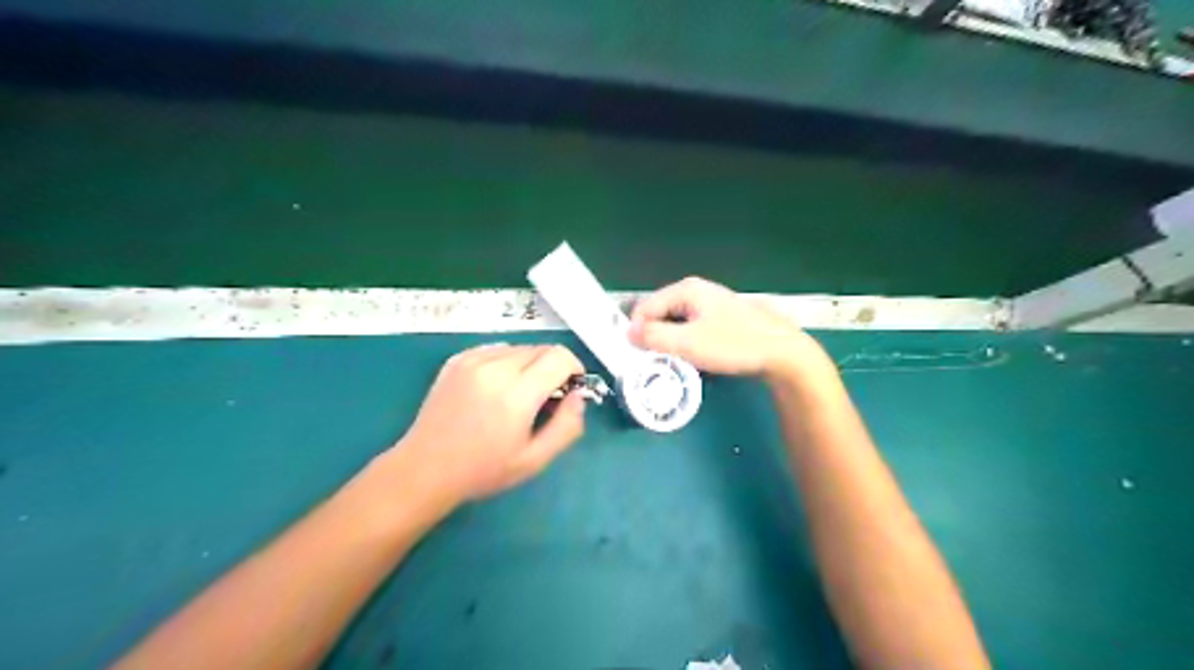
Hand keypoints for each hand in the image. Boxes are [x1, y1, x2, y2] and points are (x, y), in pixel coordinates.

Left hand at [396, 342, 586, 505]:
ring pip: (519, 347)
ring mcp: (472, 360)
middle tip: (544, 398)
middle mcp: (495, 368)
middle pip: (541, 349)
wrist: (425, 468)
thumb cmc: (483, 470)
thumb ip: (567, 427)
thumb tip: (578, 397)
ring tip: (517, 394)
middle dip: (553, 368)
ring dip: (529, 365)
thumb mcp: (534, 460)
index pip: (560, 357)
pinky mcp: (456, 359)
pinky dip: (505, 362)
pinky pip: (495, 349)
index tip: (570, 389)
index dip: (574, 369)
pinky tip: (495, 388)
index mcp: (516, 394)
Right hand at [625, 276, 831, 380]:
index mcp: (685, 290)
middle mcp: (695, 290)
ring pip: (675, 323)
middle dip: (654, 338)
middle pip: (659, 314)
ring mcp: (709, 303)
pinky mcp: (720, 317)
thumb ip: (654, 337)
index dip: (637, 333)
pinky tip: (696, 358)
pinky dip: (687, 343)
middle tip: (658, 363)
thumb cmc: (734, 345)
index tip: (639, 358)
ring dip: (671, 343)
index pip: (645, 308)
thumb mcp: (689, 344)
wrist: (781, 352)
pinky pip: (691, 328)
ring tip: (676, 362)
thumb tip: (628, 333)